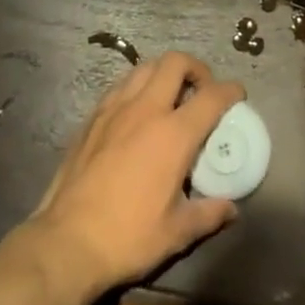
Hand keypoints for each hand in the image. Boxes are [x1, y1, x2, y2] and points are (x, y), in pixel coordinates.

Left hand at [26, 52, 243, 296]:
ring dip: (164, 73)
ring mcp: (115, 108)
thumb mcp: (176, 233)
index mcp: (173, 134)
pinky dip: (137, 86)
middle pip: (175, 62)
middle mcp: (146, 109)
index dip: (230, 90)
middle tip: (201, 89)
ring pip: (145, 67)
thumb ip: (208, 214)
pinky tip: (136, 112)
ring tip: (170, 96)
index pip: (211, 96)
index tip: (238, 94)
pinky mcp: (92, 117)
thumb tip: (231, 208)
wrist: (67, 242)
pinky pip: (121, 85)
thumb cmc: (128, 237)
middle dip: (195, 68)